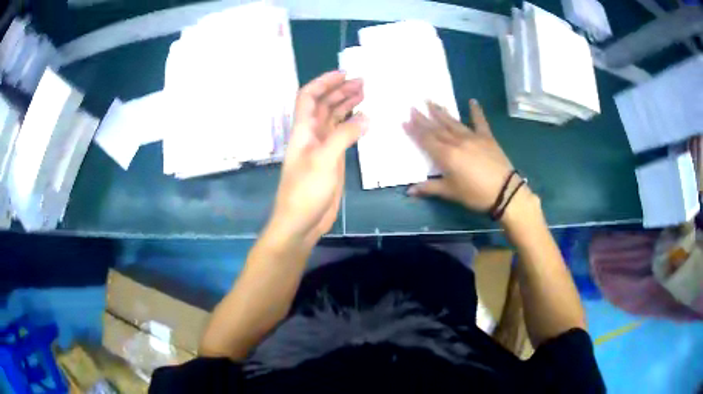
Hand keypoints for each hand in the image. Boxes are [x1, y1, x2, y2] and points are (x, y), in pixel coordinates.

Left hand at [267, 71, 366, 245]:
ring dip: (347, 104)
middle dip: (340, 90)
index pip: (308, 97)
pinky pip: (342, 134)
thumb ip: (344, 135)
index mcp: (303, 130)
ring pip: (334, 118)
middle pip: (323, 104)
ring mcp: (322, 147)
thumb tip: (366, 116)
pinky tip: (364, 119)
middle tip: (363, 82)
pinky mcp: (332, 159)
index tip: (344, 74)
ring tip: (366, 93)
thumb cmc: (306, 190)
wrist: (301, 222)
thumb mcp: (324, 160)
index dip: (323, 82)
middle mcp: (311, 134)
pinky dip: (353, 124)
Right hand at [403, 99, 514, 211]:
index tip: (404, 120)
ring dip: (441, 112)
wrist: (505, 191)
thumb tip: (409, 191)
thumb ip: (429, 188)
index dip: (414, 130)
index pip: (426, 140)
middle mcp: (457, 142)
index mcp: (446, 156)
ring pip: (453, 122)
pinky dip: (476, 111)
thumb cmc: (475, 194)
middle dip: (424, 118)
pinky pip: (480, 121)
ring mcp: (472, 137)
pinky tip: (473, 101)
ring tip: (431, 101)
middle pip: (437, 128)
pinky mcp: (487, 137)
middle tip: (413, 107)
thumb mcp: (451, 192)